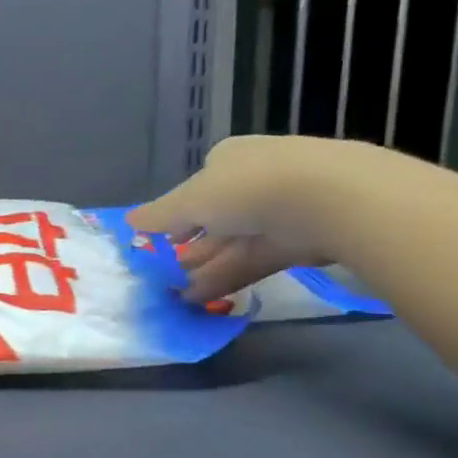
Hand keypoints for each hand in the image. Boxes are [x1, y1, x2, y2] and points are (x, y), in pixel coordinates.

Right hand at [129, 135, 385, 302]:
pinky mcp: (301, 240)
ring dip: (203, 268)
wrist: (329, 199)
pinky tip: (201, 298)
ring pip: (233, 242)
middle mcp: (255, 179)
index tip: (160, 242)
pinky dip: (227, 277)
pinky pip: (254, 260)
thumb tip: (128, 221)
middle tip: (163, 276)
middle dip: (189, 247)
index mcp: (229, 158)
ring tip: (175, 296)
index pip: (197, 186)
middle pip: (215, 217)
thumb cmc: (246, 188)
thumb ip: (159, 215)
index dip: (176, 214)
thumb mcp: (189, 201)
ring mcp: (282, 209)